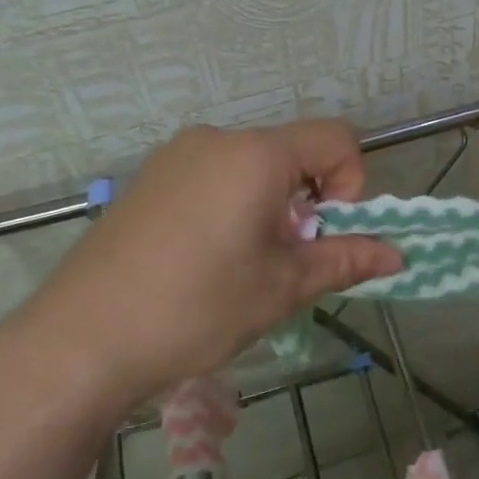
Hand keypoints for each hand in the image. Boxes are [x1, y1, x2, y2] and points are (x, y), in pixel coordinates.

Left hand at [0, 121, 400, 412]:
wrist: (81, 339)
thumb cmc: (196, 308)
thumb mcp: (282, 287)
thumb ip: (345, 260)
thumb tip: (396, 255)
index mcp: (256, 155)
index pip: (336, 138)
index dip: (352, 183)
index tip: (327, 234)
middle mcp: (216, 140)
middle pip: (292, 152)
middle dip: (309, 200)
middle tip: (287, 259)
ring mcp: (175, 156)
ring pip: (252, 166)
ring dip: (271, 205)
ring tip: (244, 264)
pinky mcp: (149, 179)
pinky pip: (213, 175)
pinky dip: (232, 204)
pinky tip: (204, 258)